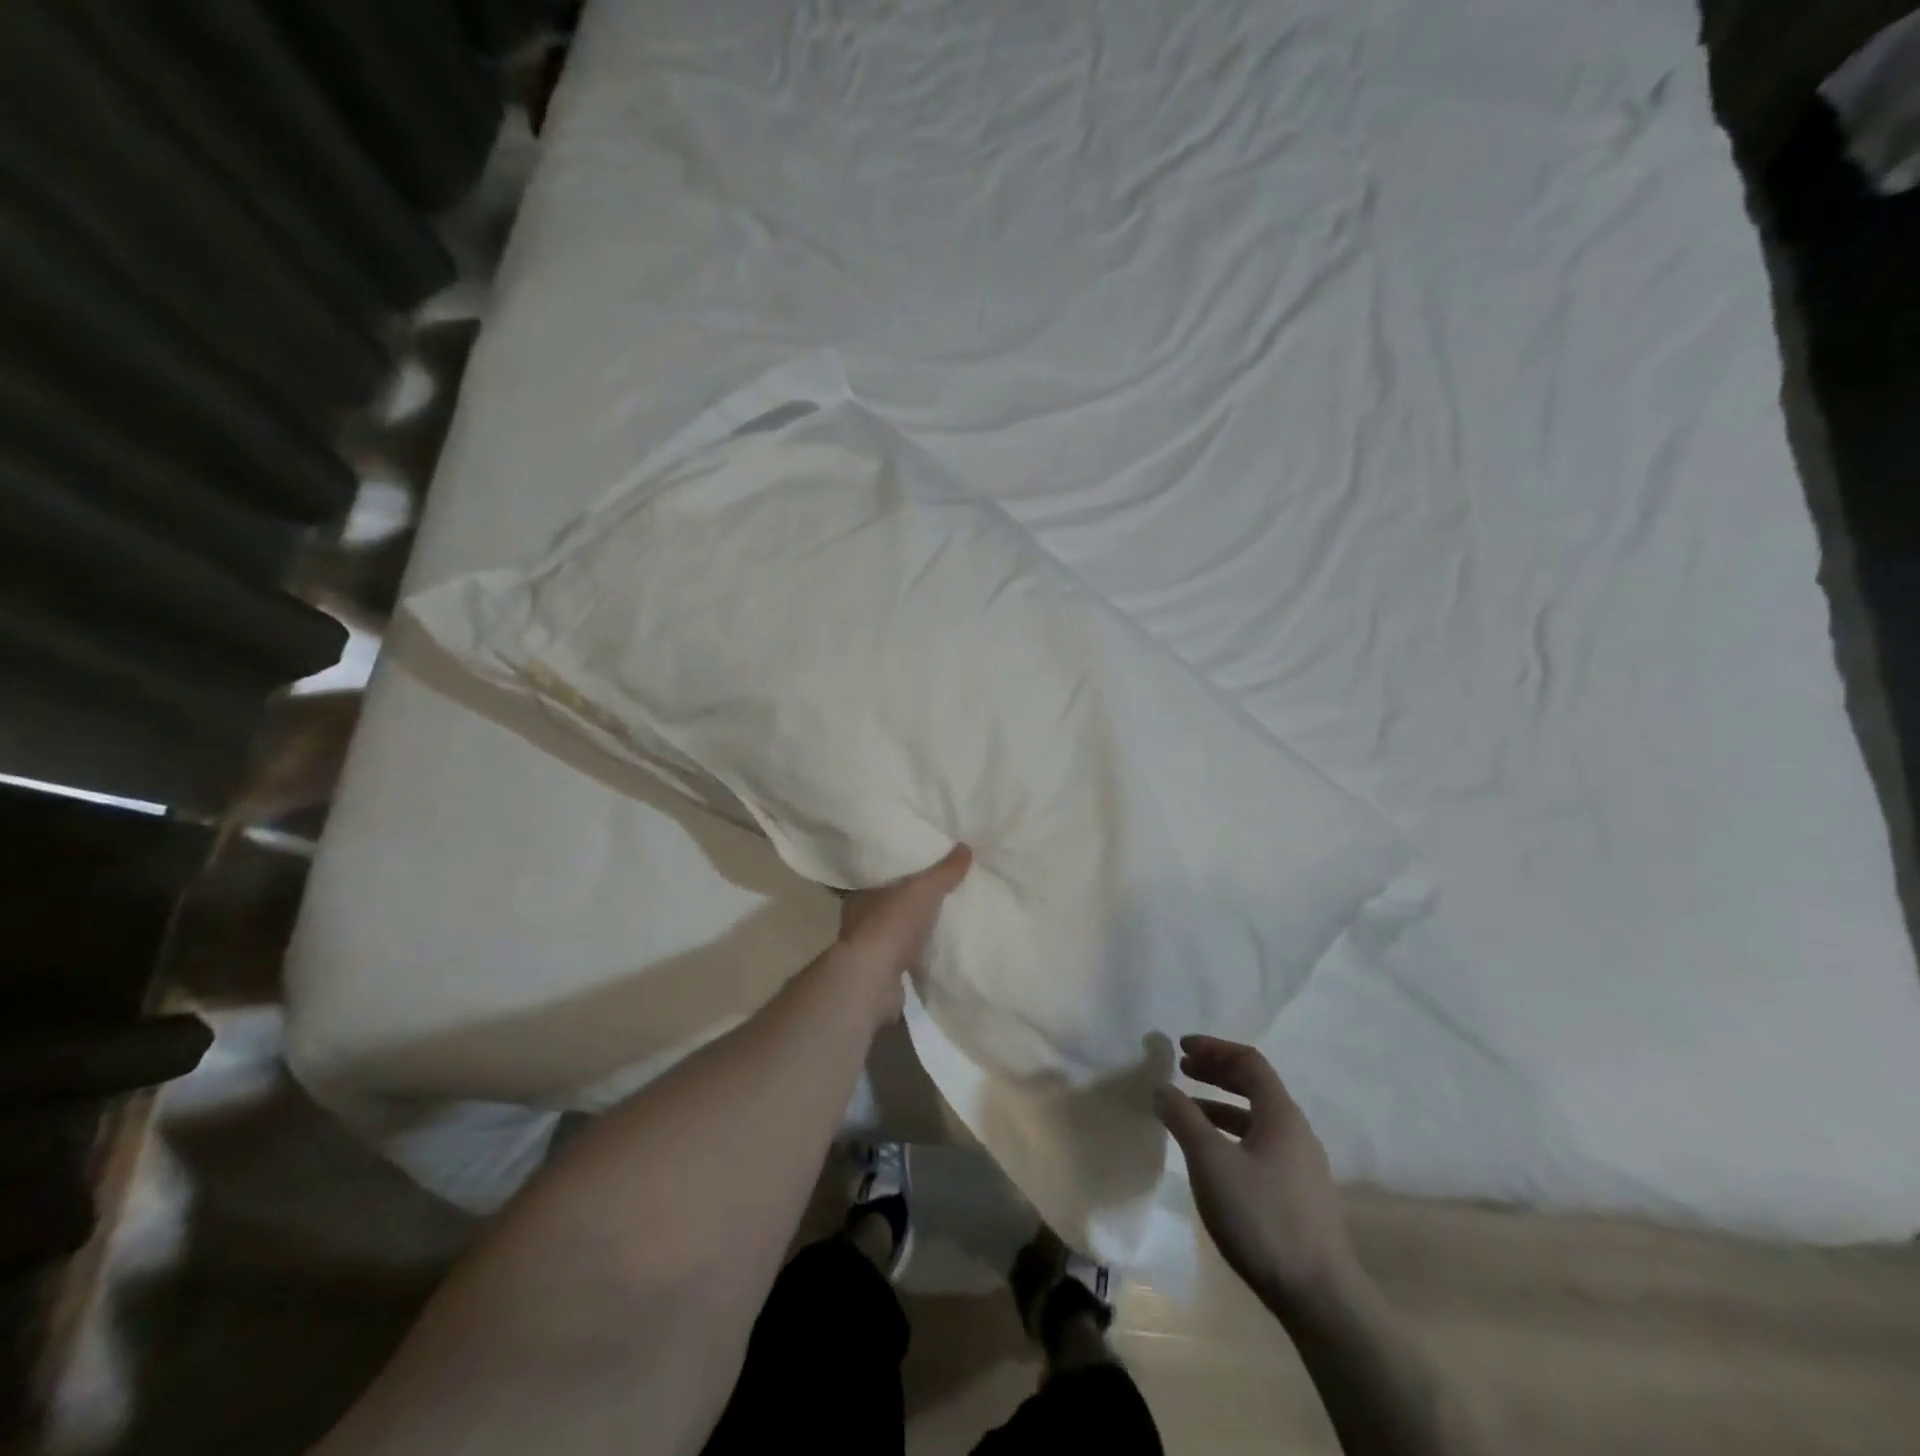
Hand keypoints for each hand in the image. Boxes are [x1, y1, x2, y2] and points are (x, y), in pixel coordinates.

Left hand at [834, 844, 972, 1018]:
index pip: (879, 872)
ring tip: (940, 916)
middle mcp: (860, 916)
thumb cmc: (892, 924)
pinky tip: (935, 946)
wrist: (874, 980)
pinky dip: (917, 949)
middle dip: (910, 896)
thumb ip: (944, 871)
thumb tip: (965, 847)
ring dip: (913, 925)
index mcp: (862, 891)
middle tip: (937, 888)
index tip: (919, 862)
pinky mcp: (881, 970)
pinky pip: (904, 952)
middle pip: (889, 900)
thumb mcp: (923, 889)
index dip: (899, 867)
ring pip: (895, 927)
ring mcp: (869, 946)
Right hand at [1157, 1036, 1358, 1312]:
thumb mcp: (1211, 1162)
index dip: (1214, 1048)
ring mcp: (1301, 1166)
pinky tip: (1212, 1158)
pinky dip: (1232, 1135)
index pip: (1248, 1061)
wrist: (1320, 1298)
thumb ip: (1184, 1119)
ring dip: (1221, 1106)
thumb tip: (1162, 1087)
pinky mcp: (1299, 1196)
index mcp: (1281, 1115)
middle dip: (1216, 1073)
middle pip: (1255, 1086)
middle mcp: (1296, 1132)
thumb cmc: (1262, 1217)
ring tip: (1188, 1112)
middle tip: (1183, 1069)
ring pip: (1256, 1119)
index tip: (1181, 1048)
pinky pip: (1260, 1146)